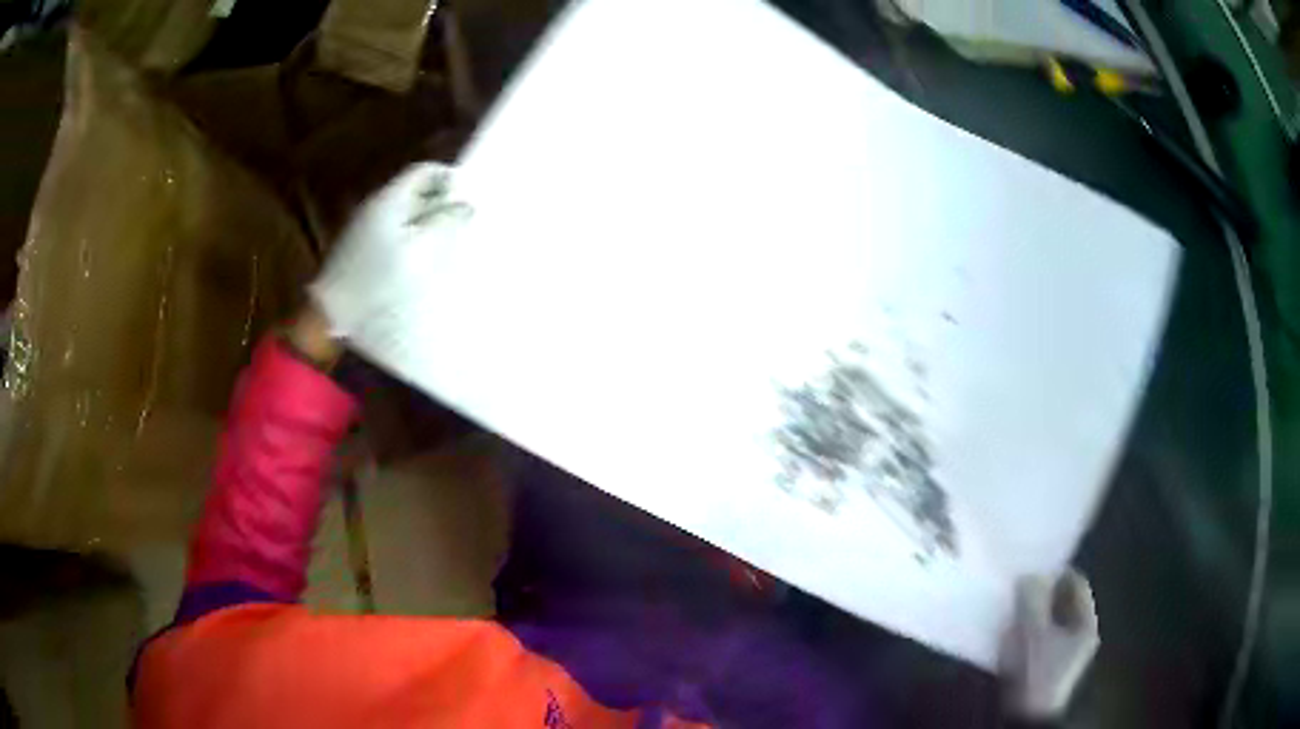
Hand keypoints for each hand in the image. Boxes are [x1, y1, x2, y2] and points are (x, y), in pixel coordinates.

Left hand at [309, 162, 472, 344]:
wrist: (332, 313)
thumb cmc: (379, 279)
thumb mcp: (421, 250)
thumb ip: (445, 222)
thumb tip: (466, 206)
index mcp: (389, 199)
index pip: (423, 171)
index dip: (447, 177)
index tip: (468, 195)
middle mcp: (375, 205)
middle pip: (412, 190)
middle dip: (439, 200)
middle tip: (462, 218)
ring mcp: (364, 227)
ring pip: (402, 211)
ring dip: (426, 219)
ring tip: (447, 237)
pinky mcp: (359, 249)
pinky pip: (392, 230)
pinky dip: (411, 235)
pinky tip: (421, 256)